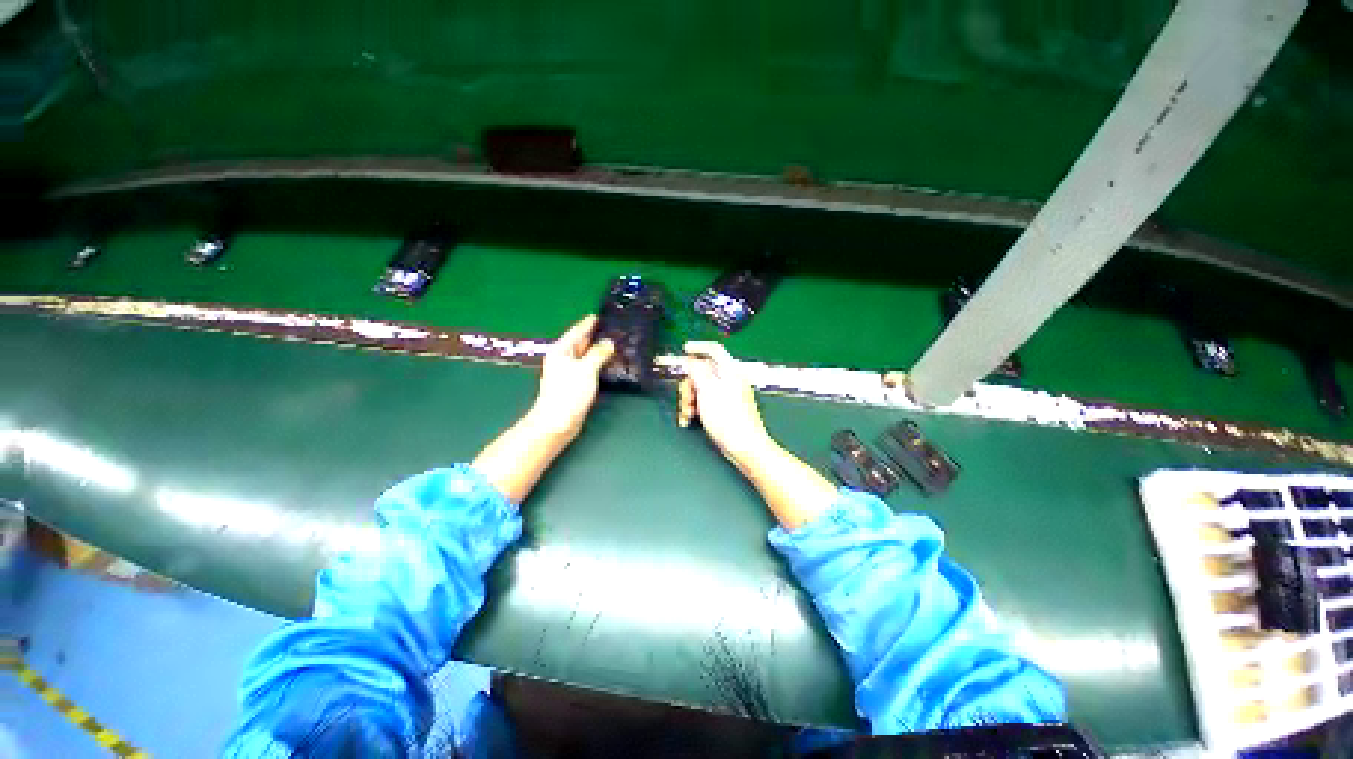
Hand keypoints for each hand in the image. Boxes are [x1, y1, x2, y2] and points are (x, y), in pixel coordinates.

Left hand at [528, 315, 614, 439]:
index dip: (588, 323)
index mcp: (561, 351)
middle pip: (580, 343)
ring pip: (585, 356)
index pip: (576, 331)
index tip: (599, 316)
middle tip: (612, 330)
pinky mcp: (574, 385)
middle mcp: (563, 359)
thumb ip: (598, 353)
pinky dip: (597, 363)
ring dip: (597, 350)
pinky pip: (588, 368)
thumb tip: (609, 343)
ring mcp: (567, 372)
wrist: (557, 422)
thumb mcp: (586, 369)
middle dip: (594, 336)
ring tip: (614, 345)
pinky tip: (607, 364)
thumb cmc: (568, 393)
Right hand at [679, 341, 771, 463]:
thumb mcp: (708, 391)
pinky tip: (689, 420)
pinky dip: (695, 408)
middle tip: (687, 400)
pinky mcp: (723, 407)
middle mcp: (729, 380)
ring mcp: (727, 394)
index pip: (714, 350)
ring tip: (687, 414)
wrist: (743, 446)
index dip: (699, 347)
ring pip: (700, 388)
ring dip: (689, 400)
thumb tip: (691, 359)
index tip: (685, 349)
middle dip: (689, 386)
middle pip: (702, 372)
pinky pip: (705, 401)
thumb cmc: (728, 419)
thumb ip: (698, 372)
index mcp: (730, 371)